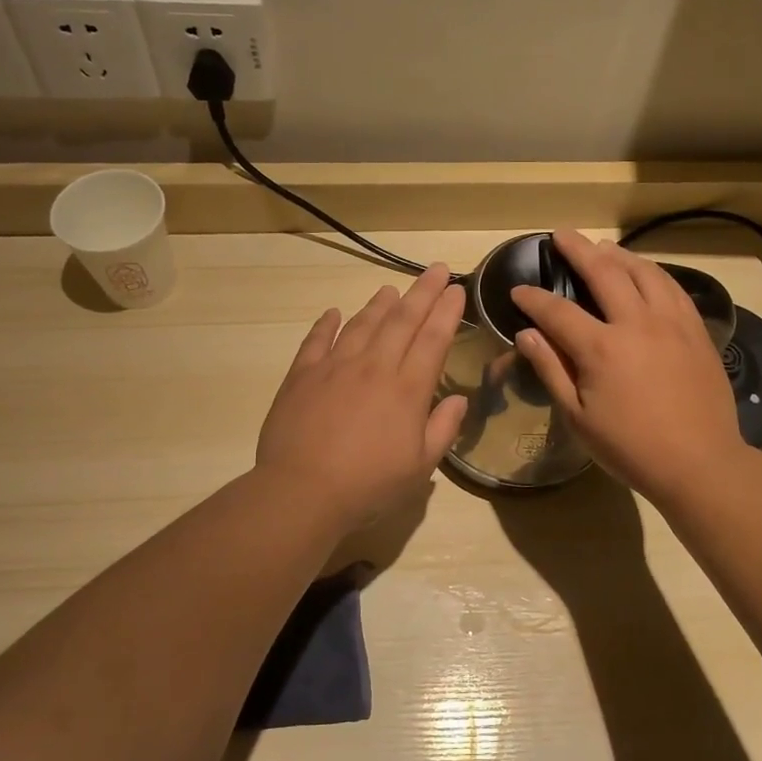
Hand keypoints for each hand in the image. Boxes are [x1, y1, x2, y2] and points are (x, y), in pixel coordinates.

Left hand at [256, 263, 468, 528]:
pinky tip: (333, 313)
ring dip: (379, 304)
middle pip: (402, 320)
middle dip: (422, 292)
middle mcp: (374, 367)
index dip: (446, 311)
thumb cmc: (369, 485)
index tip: (456, 289)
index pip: (433, 339)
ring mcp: (335, 367)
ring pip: (362, 324)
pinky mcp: (302, 375)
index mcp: (407, 389)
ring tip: (390, 288)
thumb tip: (459, 400)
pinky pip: (316, 340)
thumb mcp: (420, 467)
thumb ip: (443, 429)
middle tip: (435, 269)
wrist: (303, 492)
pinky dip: (326, 324)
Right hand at [511, 230, 748, 503]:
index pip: (558, 311)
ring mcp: (672, 323)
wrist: (700, 463)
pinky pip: (673, 287)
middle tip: (561, 235)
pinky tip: (645, 271)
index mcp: (601, 348)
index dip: (534, 298)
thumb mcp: (578, 417)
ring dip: (619, 254)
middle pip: (604, 272)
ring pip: (643, 272)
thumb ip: (551, 370)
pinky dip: (653, 272)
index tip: (518, 290)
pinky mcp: (696, 330)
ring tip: (602, 247)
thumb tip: (527, 333)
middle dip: (578, 250)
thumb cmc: (630, 447)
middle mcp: (637, 323)